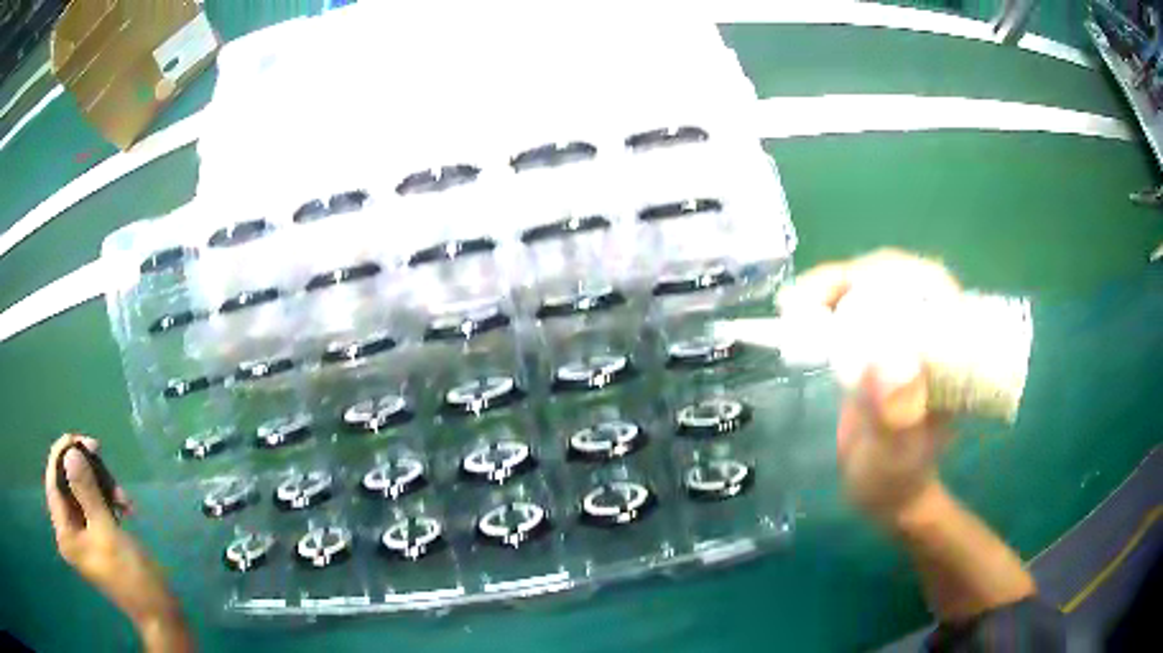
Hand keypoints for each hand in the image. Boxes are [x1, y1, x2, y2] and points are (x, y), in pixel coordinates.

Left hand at [45, 435, 190, 650]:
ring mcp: (83, 536)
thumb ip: (86, 492)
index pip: (53, 484)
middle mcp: (69, 533)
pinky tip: (125, 505)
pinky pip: (94, 506)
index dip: (60, 456)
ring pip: (82, 493)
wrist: (159, 610)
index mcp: (65, 535)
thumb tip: (71, 453)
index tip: (77, 438)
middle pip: (66, 485)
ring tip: (122, 492)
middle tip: (99, 451)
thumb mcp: (107, 532)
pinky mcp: (97, 537)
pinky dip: (108, 500)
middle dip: (83, 468)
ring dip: (100, 485)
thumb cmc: (130, 575)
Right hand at [778, 249, 959, 524]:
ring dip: (834, 285)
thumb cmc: (893, 482)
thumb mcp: (893, 459)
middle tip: (804, 303)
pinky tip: (800, 313)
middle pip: (900, 278)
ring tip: (793, 307)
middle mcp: (933, 336)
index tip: (847, 289)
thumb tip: (890, 359)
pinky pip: (858, 306)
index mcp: (951, 356)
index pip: (934, 289)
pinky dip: (827, 301)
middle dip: (851, 278)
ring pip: (877, 285)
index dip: (893, 274)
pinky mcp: (883, 343)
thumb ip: (895, 420)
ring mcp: (907, 337)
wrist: (885, 492)